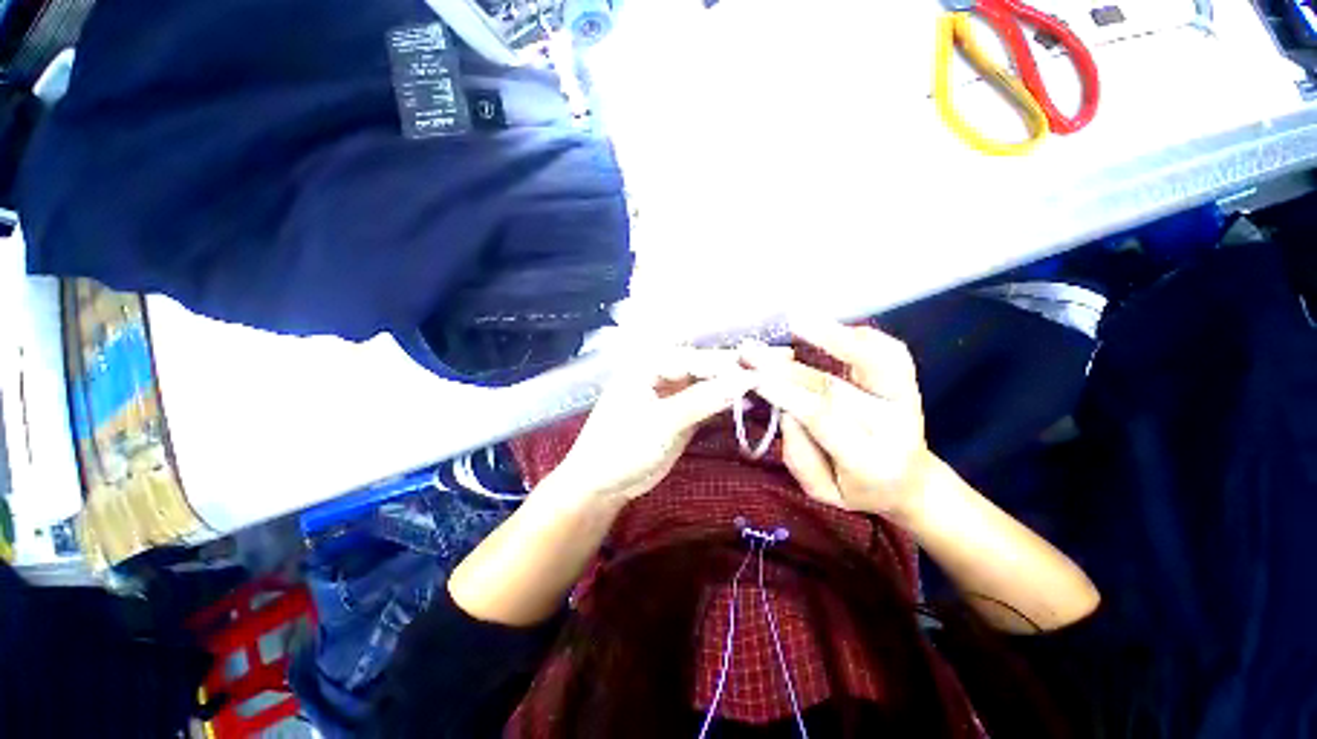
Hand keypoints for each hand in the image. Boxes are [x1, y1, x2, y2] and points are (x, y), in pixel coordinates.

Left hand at [553, 348, 757, 504]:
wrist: (602, 483)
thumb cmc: (622, 446)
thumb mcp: (661, 423)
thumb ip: (701, 400)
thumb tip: (744, 381)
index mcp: (651, 363)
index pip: (698, 358)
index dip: (731, 365)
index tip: (765, 371)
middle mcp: (664, 371)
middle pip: (707, 366)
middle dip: (738, 369)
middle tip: (778, 366)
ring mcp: (674, 393)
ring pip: (711, 383)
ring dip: (736, 386)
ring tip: (773, 382)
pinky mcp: (682, 413)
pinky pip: (709, 403)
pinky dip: (727, 404)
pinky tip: (750, 404)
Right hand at [743, 319, 933, 522]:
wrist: (910, 482)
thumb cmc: (859, 489)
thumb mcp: (823, 492)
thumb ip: (800, 456)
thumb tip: (784, 408)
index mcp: (872, 461)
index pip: (823, 418)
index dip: (786, 394)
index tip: (753, 377)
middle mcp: (895, 425)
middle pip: (836, 387)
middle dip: (787, 368)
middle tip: (751, 353)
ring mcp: (906, 399)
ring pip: (876, 360)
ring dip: (833, 336)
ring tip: (796, 320)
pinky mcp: (908, 383)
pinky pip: (889, 351)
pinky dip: (859, 335)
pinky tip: (827, 327)